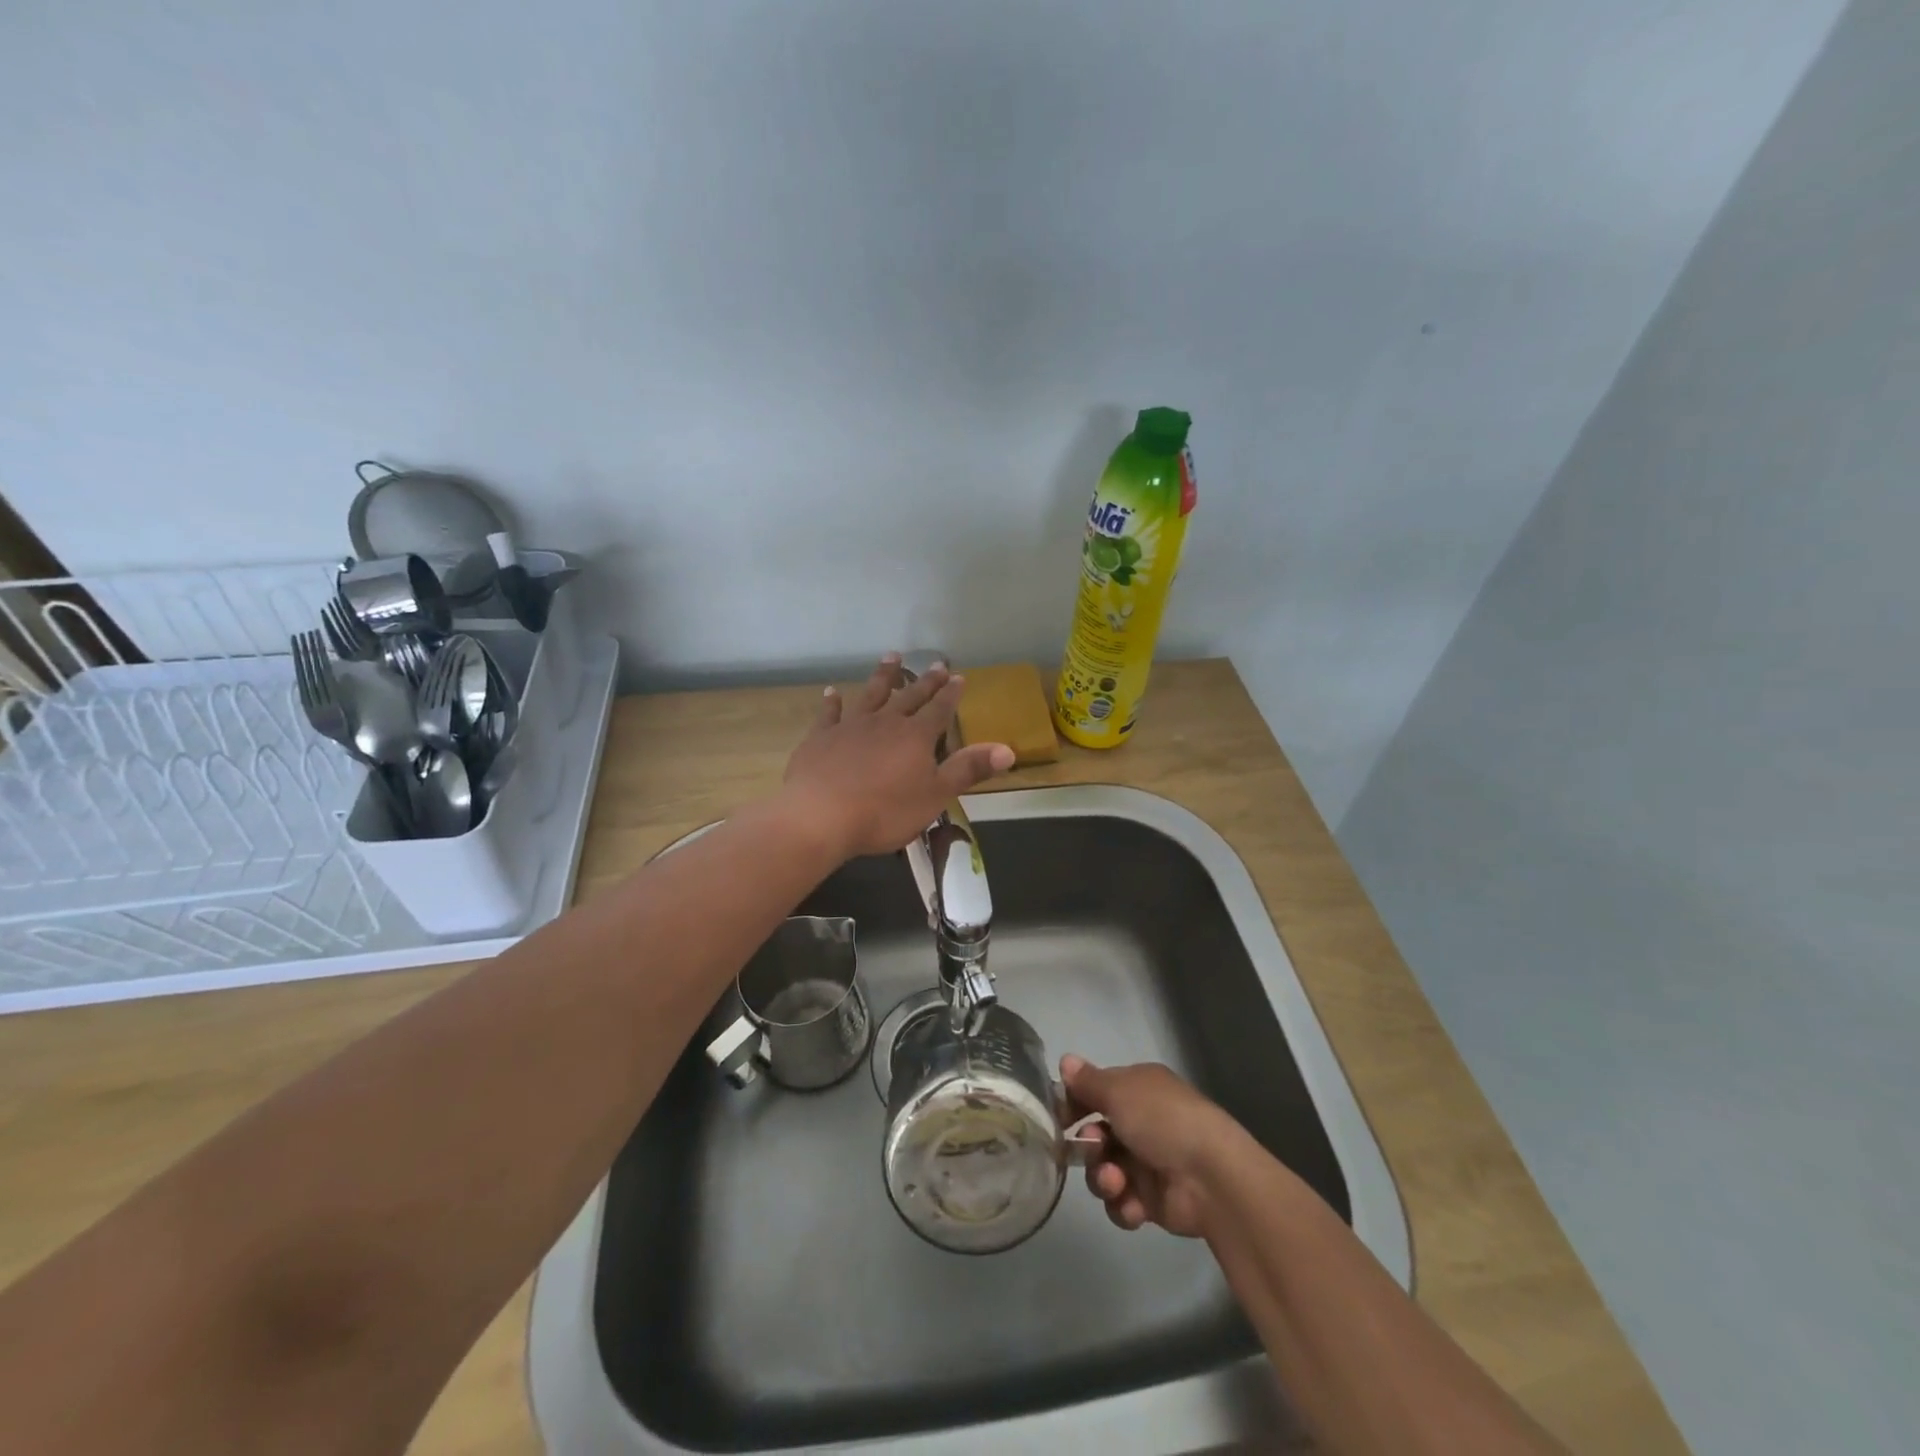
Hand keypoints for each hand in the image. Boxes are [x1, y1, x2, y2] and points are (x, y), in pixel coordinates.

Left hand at [781, 654, 1013, 859]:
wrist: (820, 815)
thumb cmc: (885, 811)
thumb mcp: (935, 795)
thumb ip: (968, 770)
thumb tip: (1008, 750)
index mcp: (916, 737)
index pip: (939, 710)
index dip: (951, 695)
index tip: (959, 677)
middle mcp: (885, 722)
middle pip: (909, 696)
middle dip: (925, 681)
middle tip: (936, 663)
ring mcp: (851, 726)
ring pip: (871, 694)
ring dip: (883, 676)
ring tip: (891, 657)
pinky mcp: (820, 737)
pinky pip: (829, 713)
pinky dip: (832, 701)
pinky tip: (831, 692)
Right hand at [1061, 1056, 1246, 1237]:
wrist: (1211, 1178)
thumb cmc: (1162, 1121)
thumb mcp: (1119, 1091)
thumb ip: (1088, 1081)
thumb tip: (1064, 1060)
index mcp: (1138, 1088)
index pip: (1096, 1091)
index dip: (1075, 1103)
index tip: (1058, 1117)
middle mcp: (1142, 1122)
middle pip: (1096, 1134)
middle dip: (1089, 1145)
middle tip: (1095, 1148)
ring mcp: (1147, 1162)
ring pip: (1103, 1170)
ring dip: (1103, 1178)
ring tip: (1117, 1182)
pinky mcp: (1152, 1200)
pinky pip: (1121, 1202)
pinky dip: (1122, 1204)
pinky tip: (1134, 1205)